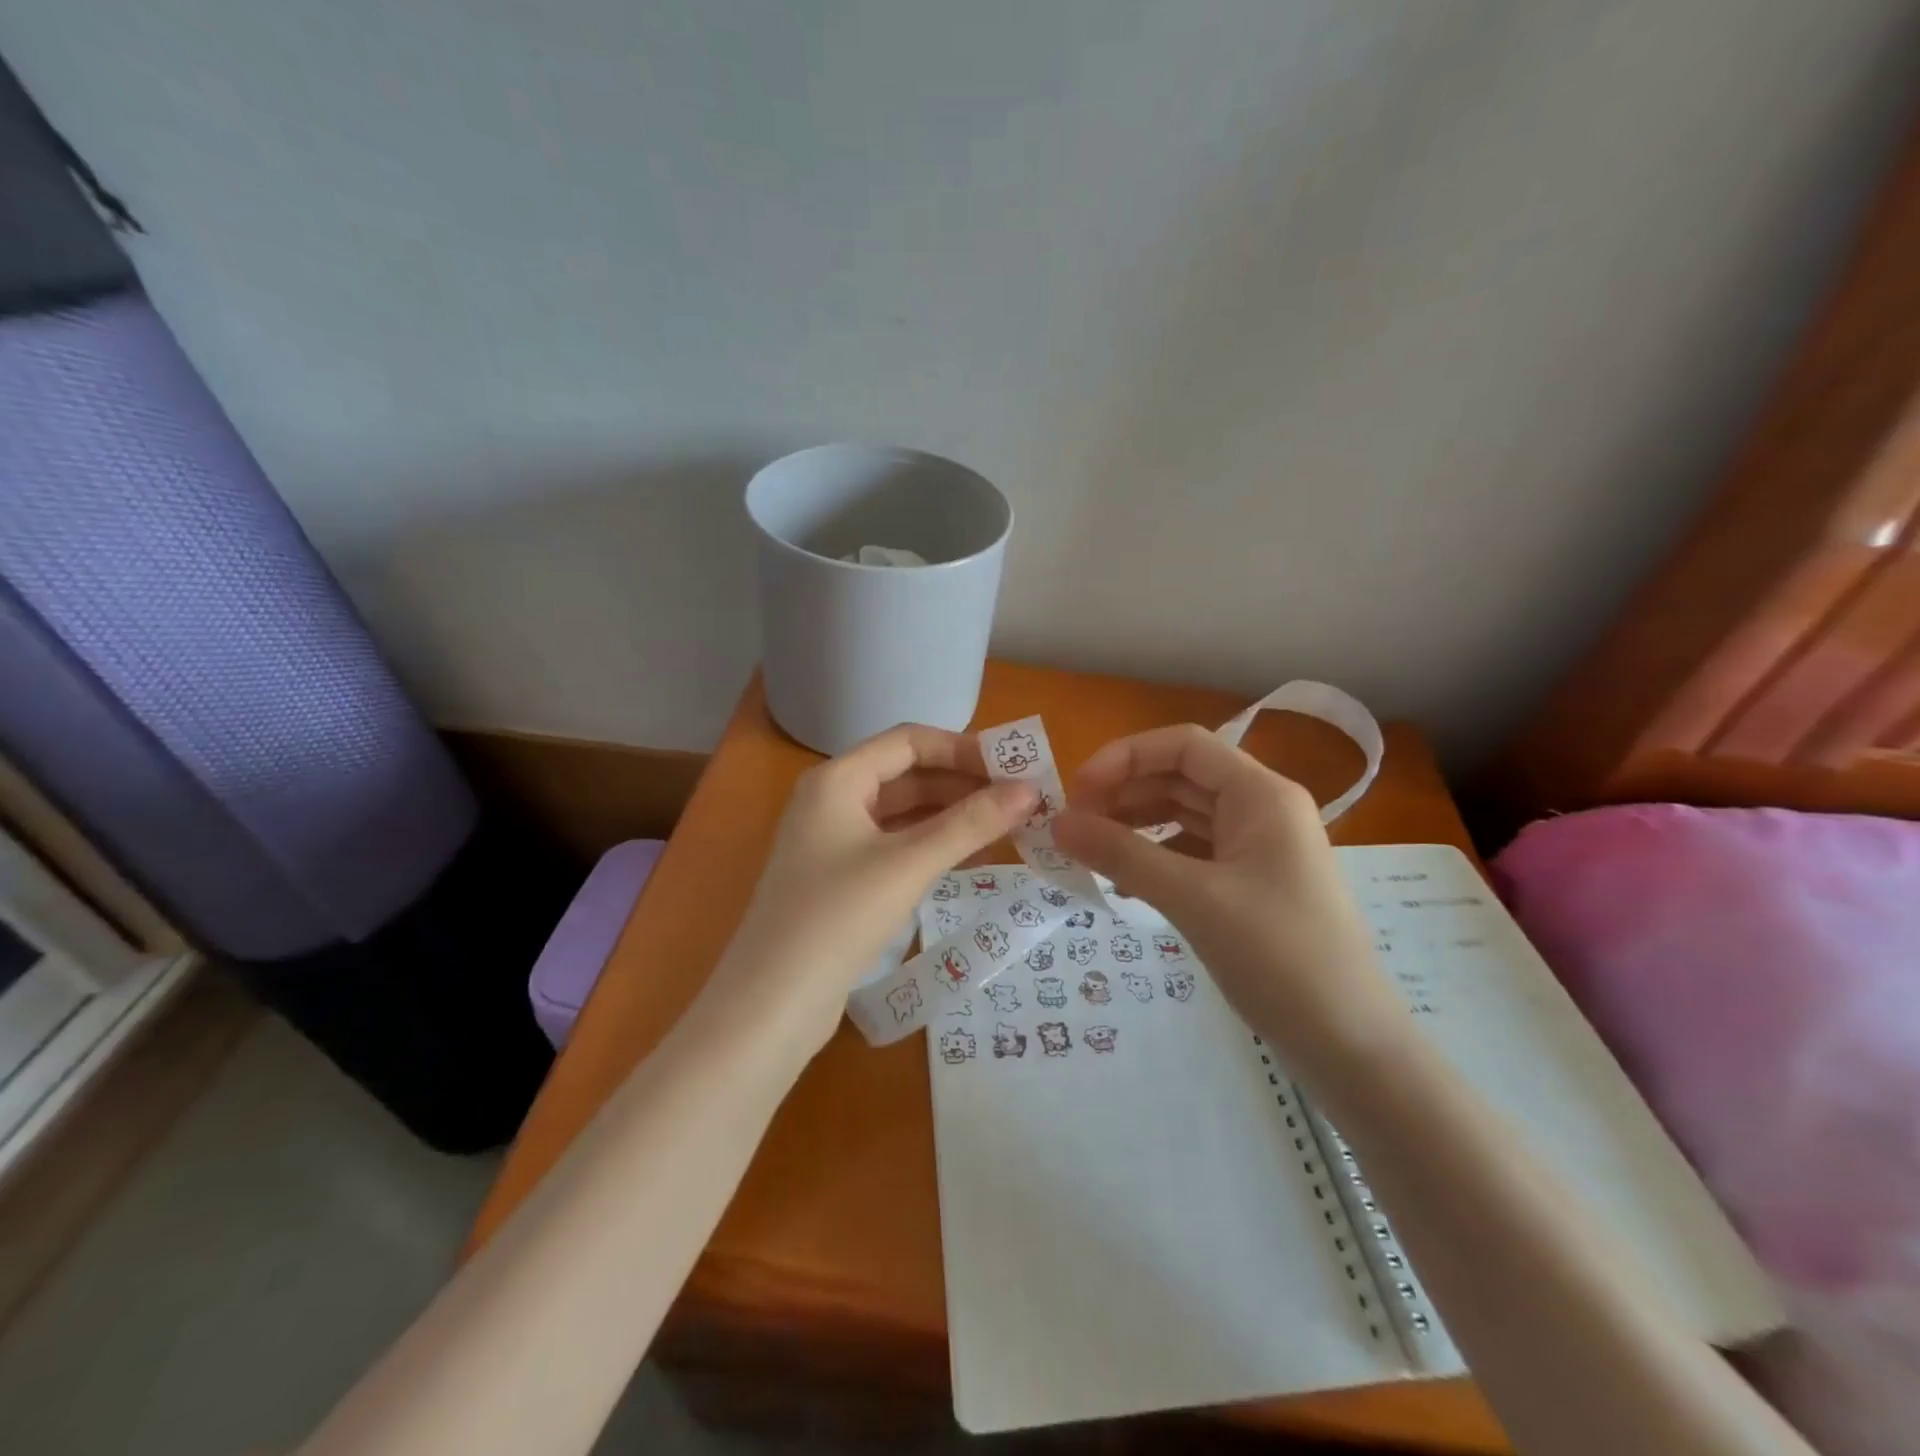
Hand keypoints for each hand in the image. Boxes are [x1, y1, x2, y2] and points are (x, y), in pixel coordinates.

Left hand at [706, 724, 1037, 1057]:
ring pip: (904, 813)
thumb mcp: (908, 865)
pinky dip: (933, 846)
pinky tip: (971, 858)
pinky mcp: (842, 878)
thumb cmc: (837, 918)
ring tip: (1008, 827)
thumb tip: (1030, 791)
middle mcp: (833, 800)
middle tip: (1021, 801)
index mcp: (838, 779)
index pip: (909, 741)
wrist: (771, 1004)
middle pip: (908, 775)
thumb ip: (970, 824)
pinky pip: (896, 845)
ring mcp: (834, 841)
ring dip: (952, 816)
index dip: (963, 748)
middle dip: (963, 784)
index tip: (1014, 766)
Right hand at [1051, 724, 1405, 1063]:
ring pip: (1184, 814)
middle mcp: (1262, 809)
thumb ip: (1122, 855)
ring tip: (1090, 849)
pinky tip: (1125, 882)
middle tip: (1073, 825)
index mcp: (1260, 795)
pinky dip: (1156, 858)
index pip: (1182, 746)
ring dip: (1136, 824)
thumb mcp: (1193, 900)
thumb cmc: (1279, 958)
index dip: (1124, 758)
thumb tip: (1057, 823)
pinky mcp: (1252, 883)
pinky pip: (1193, 852)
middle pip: (1181, 776)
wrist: (1350, 1044)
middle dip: (1124, 792)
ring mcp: (1259, 848)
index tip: (1076, 792)